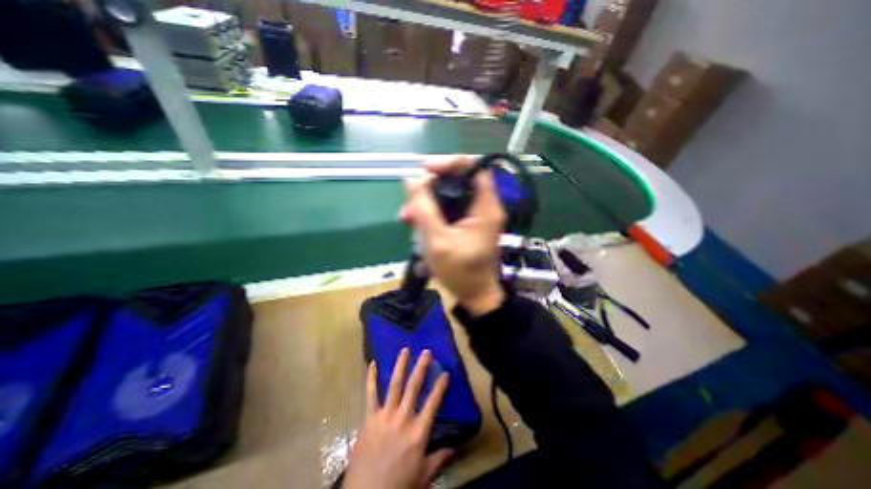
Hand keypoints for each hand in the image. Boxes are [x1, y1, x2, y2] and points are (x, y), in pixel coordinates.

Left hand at [347, 350, 451, 486]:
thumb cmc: (398, 486)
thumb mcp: (423, 476)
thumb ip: (438, 459)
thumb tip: (454, 448)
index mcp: (418, 432)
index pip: (433, 403)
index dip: (440, 387)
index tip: (445, 373)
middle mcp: (403, 419)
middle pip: (414, 387)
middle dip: (421, 367)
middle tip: (426, 352)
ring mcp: (385, 416)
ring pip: (394, 385)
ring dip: (400, 366)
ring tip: (404, 350)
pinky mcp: (369, 418)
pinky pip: (370, 394)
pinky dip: (371, 378)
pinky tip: (372, 364)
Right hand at [397, 156, 507, 317]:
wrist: (475, 296)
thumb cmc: (460, 272)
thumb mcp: (437, 241)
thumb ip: (423, 209)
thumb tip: (411, 180)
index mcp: (485, 207)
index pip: (472, 167)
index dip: (448, 163)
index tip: (424, 170)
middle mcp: (483, 206)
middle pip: (456, 181)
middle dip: (429, 189)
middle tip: (409, 204)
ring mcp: (475, 216)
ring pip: (448, 196)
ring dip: (426, 203)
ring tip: (406, 219)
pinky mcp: (467, 224)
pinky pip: (448, 210)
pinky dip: (431, 214)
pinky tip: (416, 226)